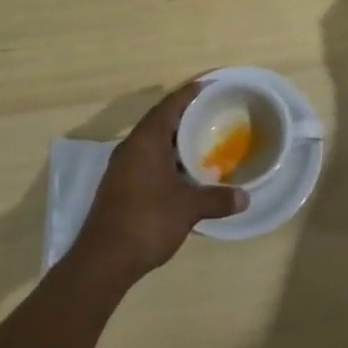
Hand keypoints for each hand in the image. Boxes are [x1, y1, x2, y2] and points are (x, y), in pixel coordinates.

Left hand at [73, 83, 246, 284]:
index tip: (209, 86)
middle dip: (184, 116)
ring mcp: (121, 168)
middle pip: (160, 121)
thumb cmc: (147, 221)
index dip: (189, 93)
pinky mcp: (118, 187)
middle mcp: (131, 147)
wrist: (102, 261)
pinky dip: (166, 159)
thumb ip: (217, 199)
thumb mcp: (188, 208)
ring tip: (202, 141)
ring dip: (174, 140)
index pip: (170, 105)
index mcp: (146, 140)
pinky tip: (183, 173)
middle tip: (212, 113)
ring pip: (152, 143)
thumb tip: (245, 198)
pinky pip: (146, 160)